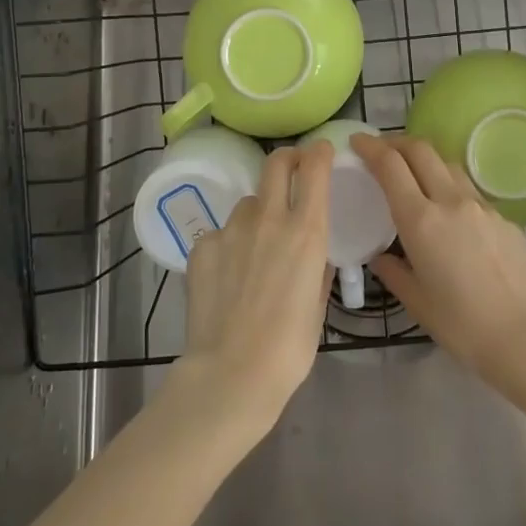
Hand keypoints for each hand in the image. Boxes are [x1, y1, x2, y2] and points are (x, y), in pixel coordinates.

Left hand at [171, 142, 334, 440]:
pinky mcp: (203, 246)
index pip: (314, 169)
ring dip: (258, 212)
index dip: (319, 153)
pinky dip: (229, 245)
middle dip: (287, 159)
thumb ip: (317, 270)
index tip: (322, 152)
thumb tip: (316, 255)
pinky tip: (228, 276)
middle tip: (292, 170)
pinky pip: (221, 233)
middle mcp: (269, 219)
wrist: (231, 373)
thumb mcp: (317, 306)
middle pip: (276, 163)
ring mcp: (231, 230)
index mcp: (306, 232)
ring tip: (256, 246)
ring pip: (249, 202)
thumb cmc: (289, 348)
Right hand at [353, 134, 525, 388]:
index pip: (390, 166)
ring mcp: (482, 206)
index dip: (371, 147)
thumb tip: (382, 257)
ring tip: (415, 174)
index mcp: (421, 220)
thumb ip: (394, 272)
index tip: (357, 141)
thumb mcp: (417, 302)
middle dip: (397, 142)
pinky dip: (451, 186)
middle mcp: (451, 201)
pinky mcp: (504, 217)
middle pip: (421, 150)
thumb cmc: (463, 325)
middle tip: (382, 150)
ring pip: (448, 165)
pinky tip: (451, 212)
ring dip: (426, 160)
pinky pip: (471, 190)